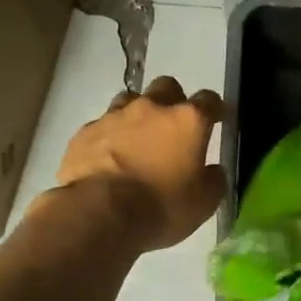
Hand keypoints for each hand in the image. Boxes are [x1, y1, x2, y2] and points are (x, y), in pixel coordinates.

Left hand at [54, 77, 224, 250]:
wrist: (98, 214)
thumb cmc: (160, 207)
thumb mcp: (203, 203)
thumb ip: (213, 180)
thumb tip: (213, 170)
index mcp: (187, 121)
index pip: (209, 100)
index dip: (214, 109)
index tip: (216, 120)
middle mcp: (152, 108)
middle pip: (166, 87)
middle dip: (173, 101)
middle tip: (173, 127)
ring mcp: (114, 116)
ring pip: (130, 100)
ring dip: (138, 114)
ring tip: (137, 140)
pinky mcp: (85, 132)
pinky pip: (102, 125)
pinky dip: (109, 136)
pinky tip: (108, 157)